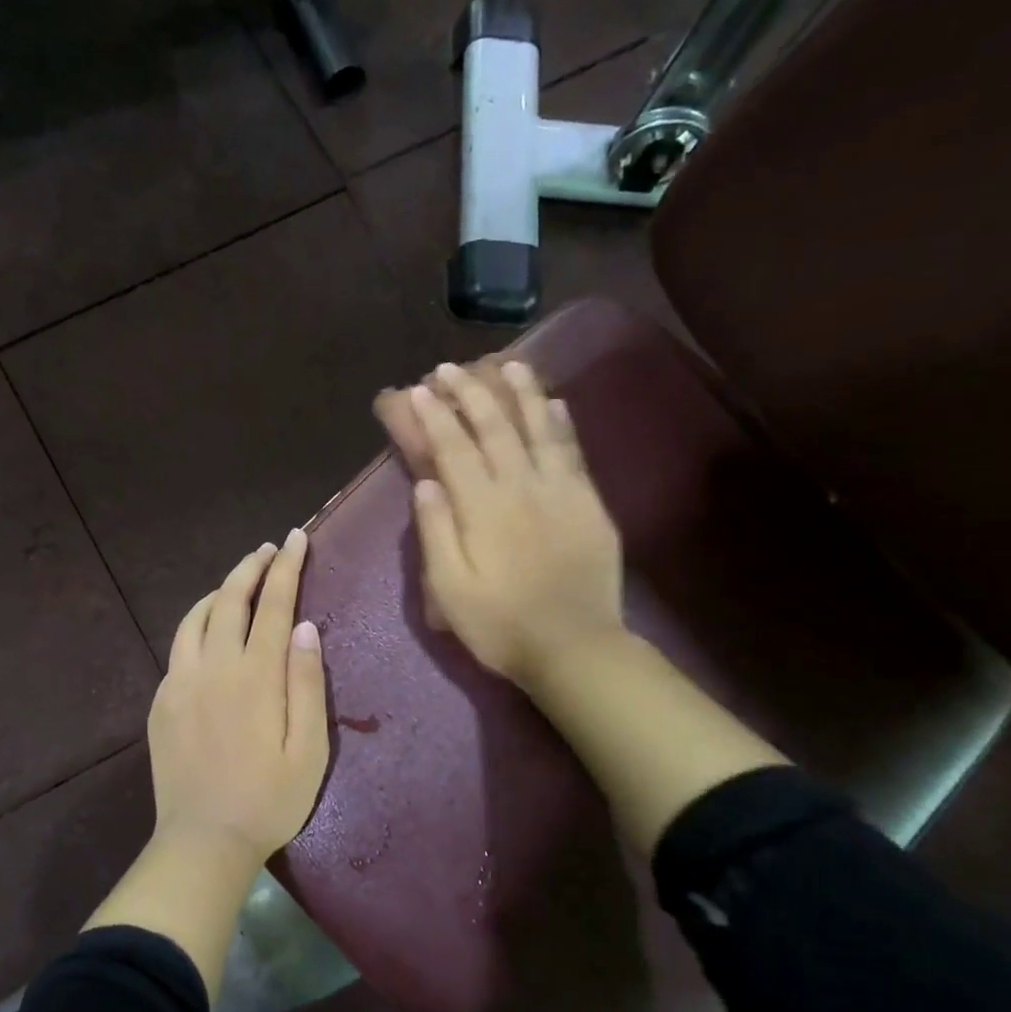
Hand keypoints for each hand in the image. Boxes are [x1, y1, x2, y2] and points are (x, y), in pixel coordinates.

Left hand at [147, 528, 329, 867]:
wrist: (203, 841)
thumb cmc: (269, 800)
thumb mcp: (309, 749)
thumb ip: (307, 683)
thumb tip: (305, 627)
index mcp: (255, 676)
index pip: (274, 604)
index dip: (287, 567)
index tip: (296, 538)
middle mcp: (213, 667)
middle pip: (229, 599)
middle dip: (252, 567)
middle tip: (269, 549)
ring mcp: (179, 682)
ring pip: (195, 617)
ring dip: (219, 591)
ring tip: (240, 583)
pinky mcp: (161, 700)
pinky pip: (179, 646)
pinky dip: (197, 624)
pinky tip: (210, 632)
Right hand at [407, 360, 628, 690]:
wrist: (574, 648)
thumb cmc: (500, 625)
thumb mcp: (449, 590)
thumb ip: (436, 533)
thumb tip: (425, 483)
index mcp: (482, 508)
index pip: (454, 448)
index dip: (436, 415)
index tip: (421, 390)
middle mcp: (522, 487)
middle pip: (495, 427)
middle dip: (471, 392)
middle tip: (451, 368)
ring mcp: (561, 491)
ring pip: (540, 428)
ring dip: (522, 392)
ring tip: (510, 363)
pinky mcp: (589, 503)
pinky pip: (573, 451)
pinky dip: (562, 423)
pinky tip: (556, 403)